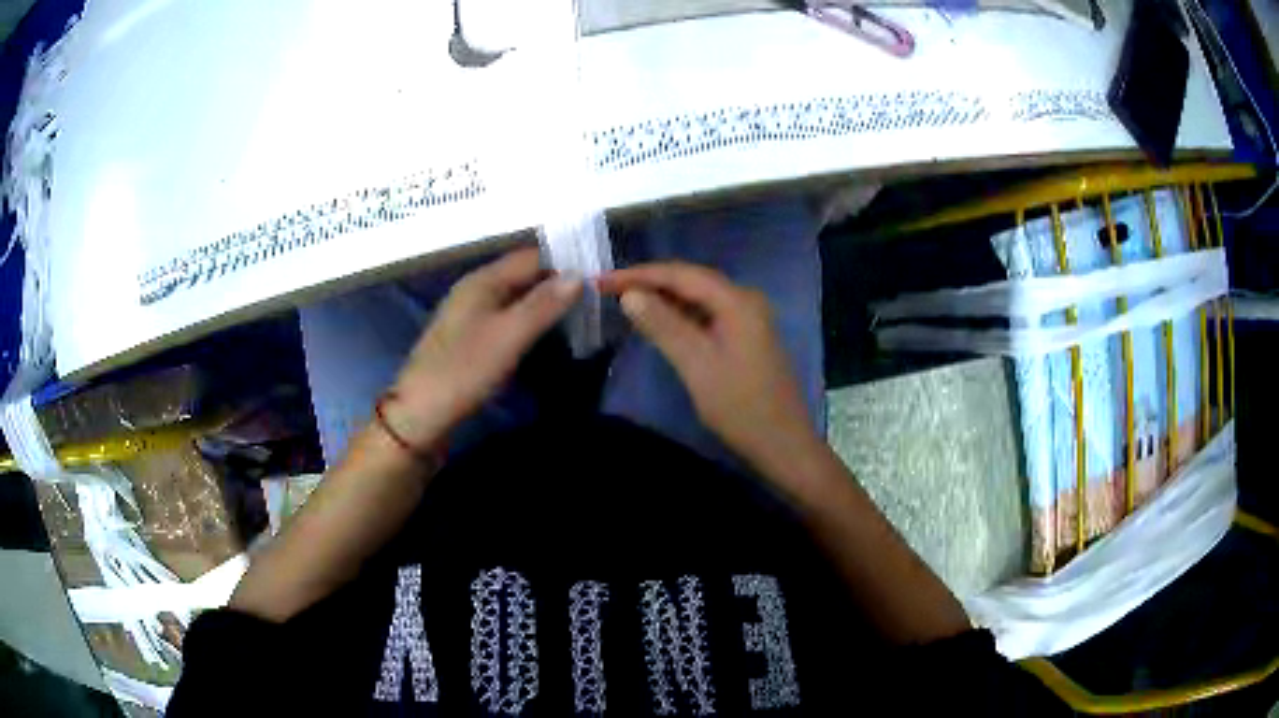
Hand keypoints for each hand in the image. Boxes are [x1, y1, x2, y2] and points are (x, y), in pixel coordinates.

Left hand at [387, 248, 581, 447]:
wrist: (420, 415)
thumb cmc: (464, 371)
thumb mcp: (509, 336)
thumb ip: (544, 304)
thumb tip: (580, 274)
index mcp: (483, 280)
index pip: (532, 256)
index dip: (565, 263)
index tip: (598, 278)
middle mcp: (476, 290)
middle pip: (524, 276)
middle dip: (558, 284)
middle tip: (595, 300)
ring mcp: (471, 315)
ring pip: (516, 299)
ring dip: (545, 305)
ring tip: (580, 317)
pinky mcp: (470, 340)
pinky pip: (507, 319)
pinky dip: (529, 323)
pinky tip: (546, 337)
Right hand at [598, 262, 820, 475]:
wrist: (784, 445)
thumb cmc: (740, 407)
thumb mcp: (696, 365)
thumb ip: (663, 325)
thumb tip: (629, 294)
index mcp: (737, 301)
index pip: (681, 274)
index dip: (639, 275)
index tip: (602, 281)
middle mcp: (746, 300)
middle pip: (691, 281)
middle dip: (649, 282)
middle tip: (608, 289)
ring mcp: (749, 319)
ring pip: (699, 298)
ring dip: (664, 298)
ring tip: (626, 301)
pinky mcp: (747, 337)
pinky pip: (708, 315)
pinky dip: (681, 316)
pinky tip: (660, 322)